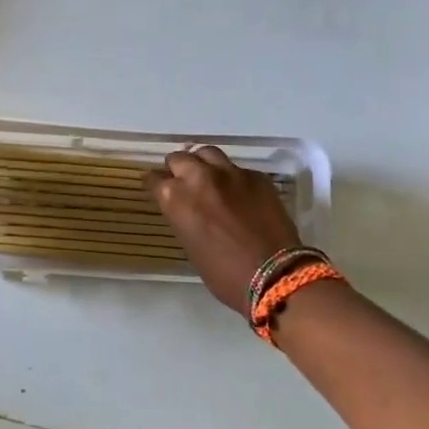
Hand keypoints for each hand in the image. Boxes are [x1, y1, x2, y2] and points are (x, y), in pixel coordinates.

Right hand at [145, 147, 301, 314]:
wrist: (274, 275)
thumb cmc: (224, 273)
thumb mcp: (189, 245)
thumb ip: (182, 217)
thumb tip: (186, 209)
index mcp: (175, 197)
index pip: (154, 179)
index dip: (156, 185)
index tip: (160, 191)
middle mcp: (198, 176)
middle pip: (179, 158)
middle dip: (178, 169)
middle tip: (183, 183)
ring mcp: (230, 173)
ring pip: (207, 153)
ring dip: (203, 164)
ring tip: (208, 178)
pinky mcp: (256, 176)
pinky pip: (237, 169)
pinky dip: (232, 178)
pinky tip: (240, 194)